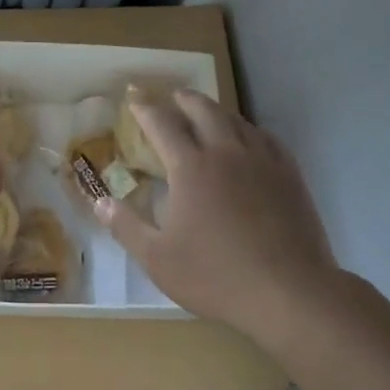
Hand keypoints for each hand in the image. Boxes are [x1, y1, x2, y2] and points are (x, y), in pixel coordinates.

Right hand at [96, 90, 337, 343]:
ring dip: (216, 110)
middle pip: (203, 110)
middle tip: (173, 97)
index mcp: (190, 167)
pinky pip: (267, 138)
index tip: (135, 100)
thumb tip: (100, 201)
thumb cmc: (216, 276)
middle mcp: (226, 152)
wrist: (290, 293)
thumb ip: (126, 226)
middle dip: (184, 99)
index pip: (162, 124)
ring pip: (236, 120)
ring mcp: (262, 161)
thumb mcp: (157, 259)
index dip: (145, 109)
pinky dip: (250, 130)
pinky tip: (249, 139)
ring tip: (207, 113)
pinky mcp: (290, 175)